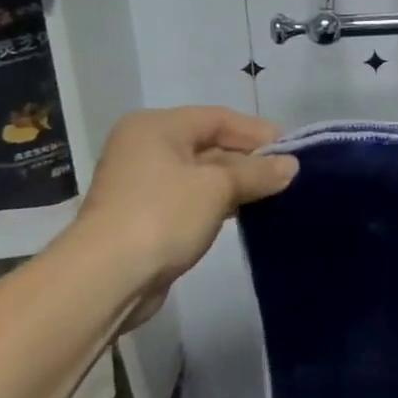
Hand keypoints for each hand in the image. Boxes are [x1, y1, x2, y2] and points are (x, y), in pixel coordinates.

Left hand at [76, 107, 297, 310]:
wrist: (105, 280)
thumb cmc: (163, 215)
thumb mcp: (219, 187)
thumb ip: (258, 172)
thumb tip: (291, 166)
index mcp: (156, 127)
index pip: (218, 118)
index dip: (257, 131)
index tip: (292, 149)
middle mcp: (145, 148)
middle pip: (209, 144)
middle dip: (249, 159)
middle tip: (287, 173)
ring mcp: (142, 185)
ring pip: (201, 175)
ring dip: (237, 183)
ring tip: (275, 193)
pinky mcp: (145, 217)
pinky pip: (191, 199)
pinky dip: (219, 202)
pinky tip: (247, 212)